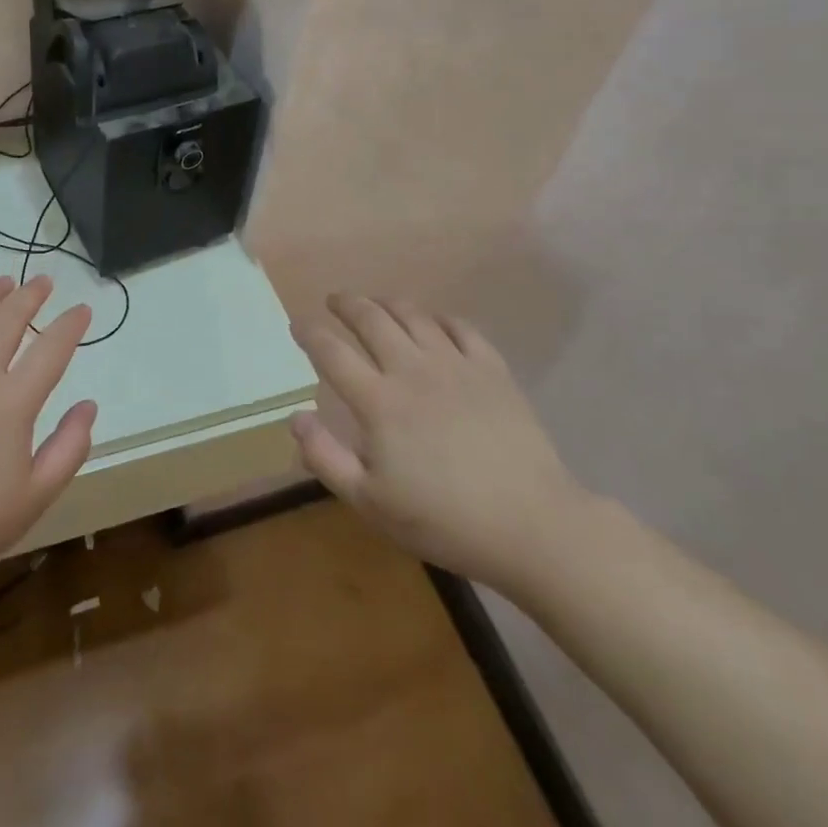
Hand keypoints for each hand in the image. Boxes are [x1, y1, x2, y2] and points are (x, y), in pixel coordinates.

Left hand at [0, 275, 96, 604]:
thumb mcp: (34, 497)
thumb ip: (70, 447)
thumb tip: (88, 405)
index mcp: (12, 401)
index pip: (52, 347)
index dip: (71, 324)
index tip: (82, 310)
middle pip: (8, 317)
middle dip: (31, 295)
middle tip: (43, 283)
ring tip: (3, 283)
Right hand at [290, 295, 591, 594]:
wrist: (531, 525)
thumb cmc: (443, 520)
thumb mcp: (370, 503)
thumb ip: (325, 457)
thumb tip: (296, 416)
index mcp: (378, 401)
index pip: (332, 352)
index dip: (310, 333)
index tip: (297, 324)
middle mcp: (412, 370)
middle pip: (371, 319)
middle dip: (347, 304)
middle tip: (334, 300)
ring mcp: (455, 364)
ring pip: (413, 315)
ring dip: (387, 302)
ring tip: (375, 302)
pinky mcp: (492, 369)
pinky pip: (460, 327)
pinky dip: (438, 317)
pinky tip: (433, 322)